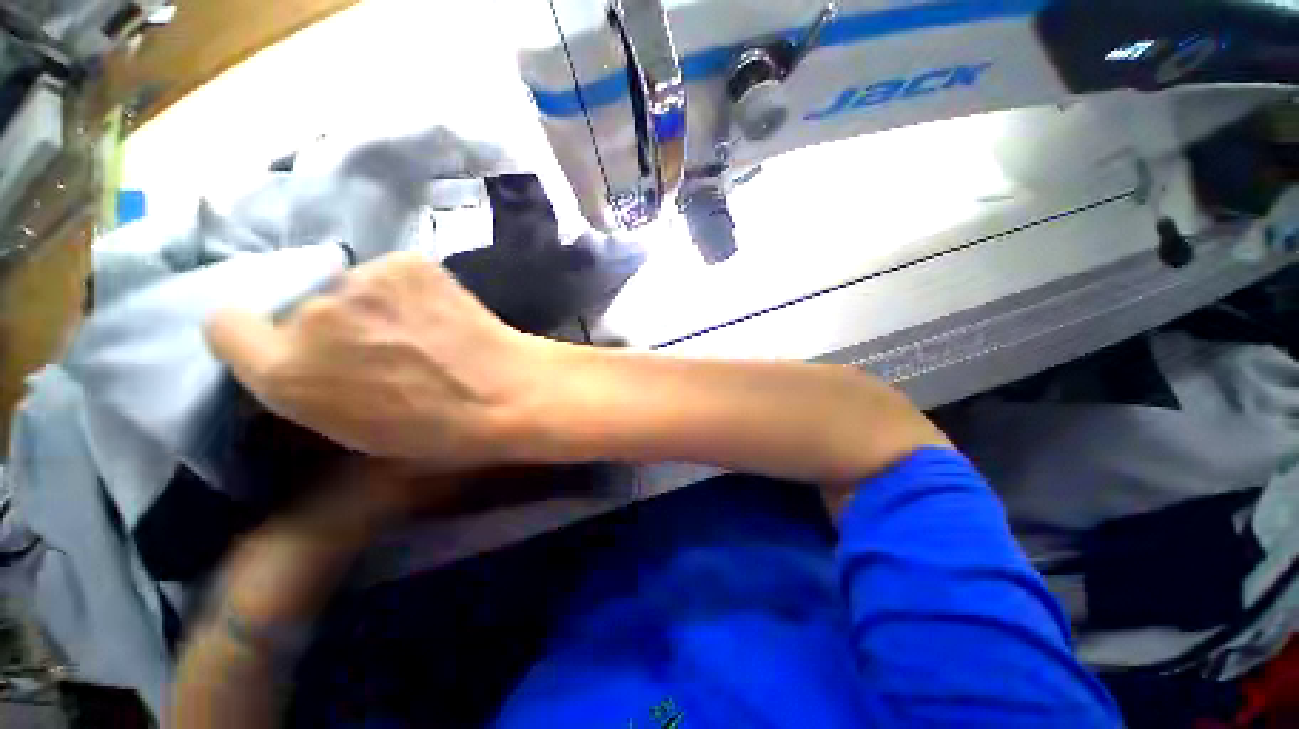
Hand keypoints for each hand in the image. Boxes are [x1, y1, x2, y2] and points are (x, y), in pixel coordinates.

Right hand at [205, 252, 554, 468]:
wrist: (509, 392)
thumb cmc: (438, 430)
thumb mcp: (350, 429)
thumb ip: (306, 387)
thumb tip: (295, 358)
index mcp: (286, 372)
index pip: (226, 325)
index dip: (259, 335)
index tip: (289, 344)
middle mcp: (312, 315)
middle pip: (300, 306)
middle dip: (329, 325)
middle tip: (379, 345)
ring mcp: (364, 279)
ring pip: (349, 287)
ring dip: (371, 305)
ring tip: (418, 330)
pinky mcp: (408, 261)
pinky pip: (392, 273)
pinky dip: (407, 289)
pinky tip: (439, 311)